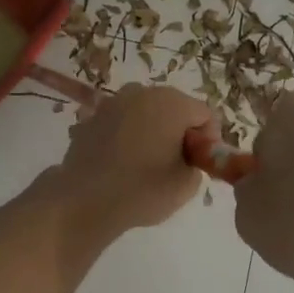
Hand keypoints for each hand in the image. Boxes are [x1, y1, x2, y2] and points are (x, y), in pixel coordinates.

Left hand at [48, 84, 211, 235]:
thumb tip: (187, 156)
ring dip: (154, 130)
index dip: (209, 139)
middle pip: (175, 108)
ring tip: (148, 161)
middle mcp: (142, 92)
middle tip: (177, 163)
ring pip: (147, 112)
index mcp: (172, 103)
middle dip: (181, 131)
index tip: (201, 163)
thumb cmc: (142, 190)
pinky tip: (123, 161)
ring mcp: (113, 102)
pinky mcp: (92, 116)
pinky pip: (122, 122)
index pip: (205, 114)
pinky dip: (129, 135)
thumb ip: (197, 163)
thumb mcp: (186, 184)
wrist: (84, 200)